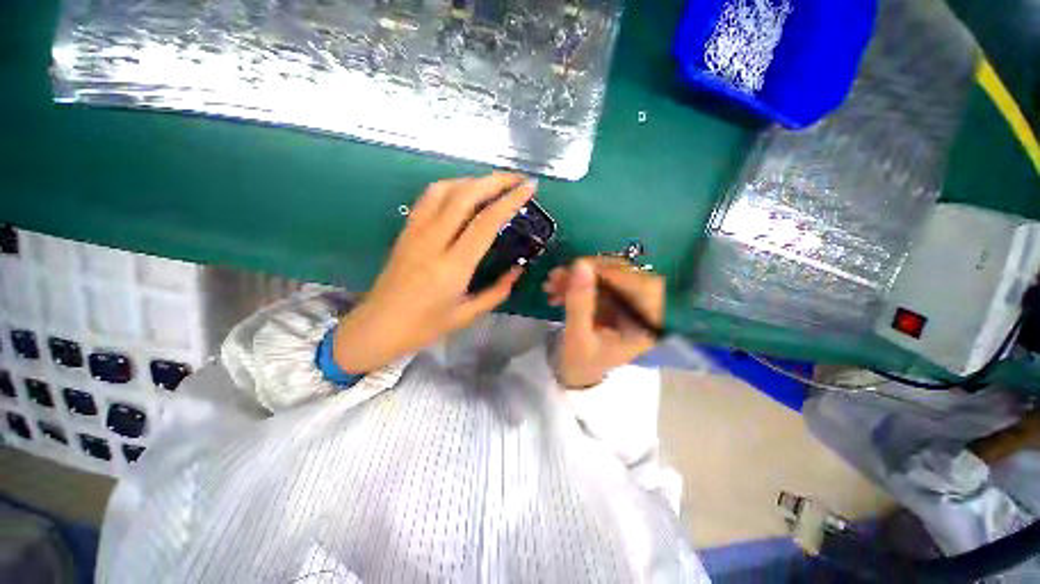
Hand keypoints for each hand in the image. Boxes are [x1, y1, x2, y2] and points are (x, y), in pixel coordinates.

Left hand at [333, 173, 536, 373]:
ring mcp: (415, 232)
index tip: (529, 188)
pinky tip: (463, 193)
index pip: (486, 223)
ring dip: (472, 180)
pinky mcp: (405, 230)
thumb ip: (497, 291)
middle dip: (495, 181)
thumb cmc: (424, 326)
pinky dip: (450, 187)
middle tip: (517, 179)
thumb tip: (518, 270)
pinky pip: (428, 198)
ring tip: (493, 184)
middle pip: (465, 195)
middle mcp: (433, 241)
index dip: (510, 201)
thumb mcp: (467, 315)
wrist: (377, 327)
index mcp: (453, 266)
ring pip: (443, 189)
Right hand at [544, 257, 664, 388]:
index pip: (638, 287)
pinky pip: (594, 282)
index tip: (577, 265)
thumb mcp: (577, 336)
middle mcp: (640, 310)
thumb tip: (580, 264)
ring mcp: (624, 303)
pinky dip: (574, 283)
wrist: (574, 374)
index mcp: (645, 325)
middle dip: (587, 272)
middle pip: (621, 277)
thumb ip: (579, 302)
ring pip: (605, 276)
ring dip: (575, 277)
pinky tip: (555, 290)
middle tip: (556, 275)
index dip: (610, 272)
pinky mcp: (609, 300)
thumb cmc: (580, 363)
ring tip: (550, 284)